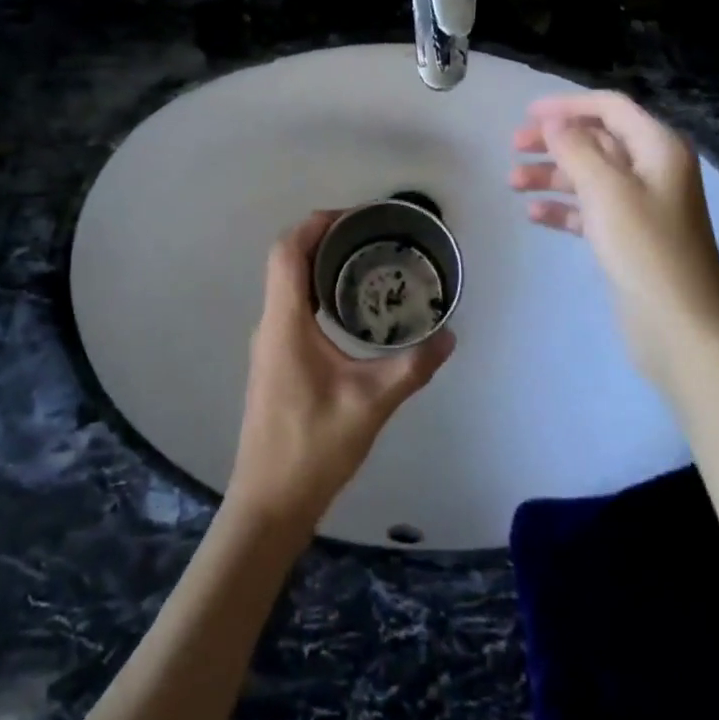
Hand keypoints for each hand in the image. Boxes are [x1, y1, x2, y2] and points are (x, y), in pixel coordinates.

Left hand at [227, 211, 454, 528]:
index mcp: (284, 323)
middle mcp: (271, 325)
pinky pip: (293, 308)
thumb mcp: (370, 404)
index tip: (356, 216)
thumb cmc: (312, 447)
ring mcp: (270, 344)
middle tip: (372, 237)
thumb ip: (412, 367)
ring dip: (321, 266)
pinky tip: (352, 311)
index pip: (288, 251)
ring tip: (368, 264)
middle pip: (287, 262)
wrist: (269, 503)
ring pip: (289, 286)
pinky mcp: (276, 362)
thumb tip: (449, 335)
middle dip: (325, 238)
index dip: (316, 224)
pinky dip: (319, 293)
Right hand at [510, 92, 718, 383]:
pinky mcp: (630, 238)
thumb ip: (576, 149)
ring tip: (512, 183)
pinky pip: (591, 211)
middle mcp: (653, 170)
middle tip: (513, 148)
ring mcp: (643, 206)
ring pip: (590, 177)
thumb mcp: (607, 191)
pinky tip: (533, 214)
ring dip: (552, 175)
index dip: (568, 106)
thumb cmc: (645, 249)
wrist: (681, 328)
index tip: (527, 114)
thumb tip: (553, 122)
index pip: (610, 108)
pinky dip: (563, 209)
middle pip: (598, 141)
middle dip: (554, 141)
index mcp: (658, 148)